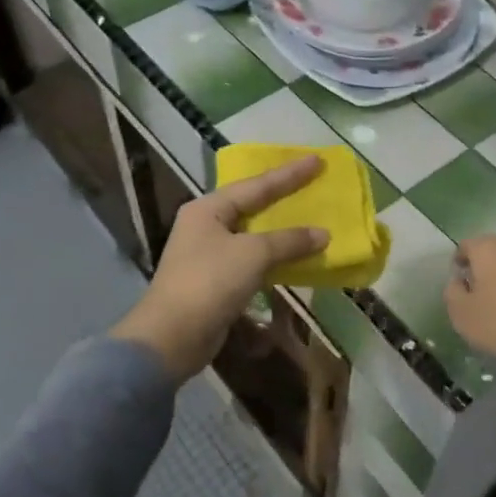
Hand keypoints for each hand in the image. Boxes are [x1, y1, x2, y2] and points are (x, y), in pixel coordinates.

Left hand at [111, 155, 328, 382]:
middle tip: (314, 183)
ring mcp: (209, 253)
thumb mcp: (252, 254)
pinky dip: (274, 257)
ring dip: (282, 230)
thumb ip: (289, 241)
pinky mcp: (216, 280)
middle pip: (252, 205)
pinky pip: (252, 259)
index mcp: (208, 208)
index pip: (257, 184)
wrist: (172, 336)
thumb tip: (323, 234)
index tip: (317, 160)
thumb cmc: (210, 282)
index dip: (289, 173)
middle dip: (284, 196)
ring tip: (311, 219)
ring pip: (253, 234)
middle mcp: (206, 225)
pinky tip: (295, 257)